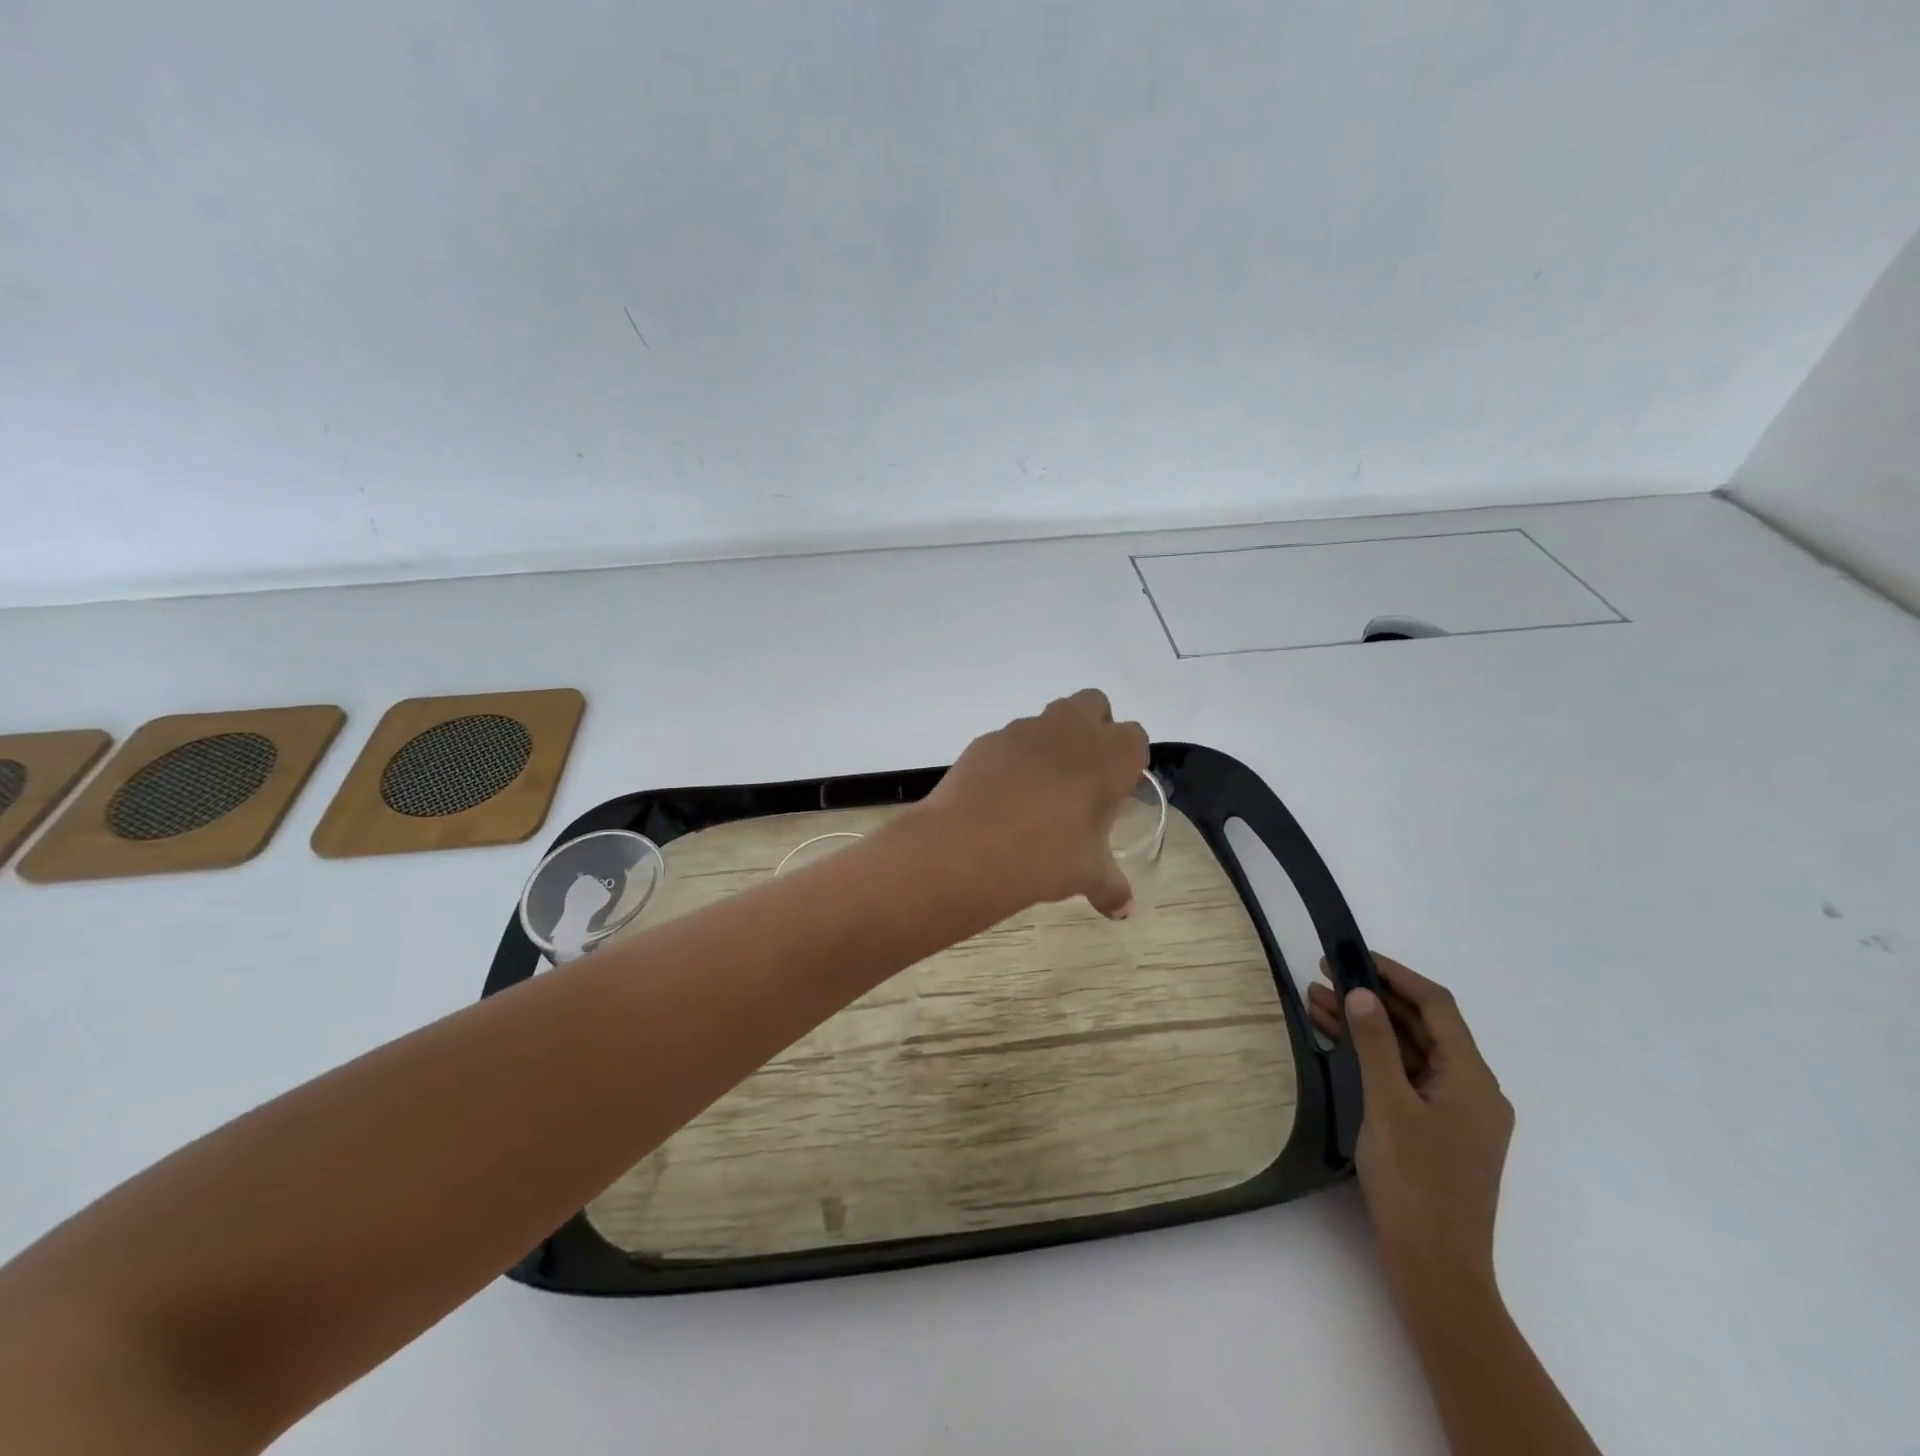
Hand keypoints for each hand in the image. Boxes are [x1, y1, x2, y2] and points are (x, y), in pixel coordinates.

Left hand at [916, 689, 1148, 919]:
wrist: (968, 846)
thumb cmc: (1046, 856)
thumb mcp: (1086, 875)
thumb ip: (1110, 886)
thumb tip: (1123, 911)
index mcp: (1111, 754)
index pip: (1134, 739)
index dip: (1126, 763)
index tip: (1114, 791)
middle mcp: (1072, 729)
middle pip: (1094, 706)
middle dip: (1093, 730)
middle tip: (1083, 777)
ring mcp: (1026, 728)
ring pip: (1050, 720)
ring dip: (1052, 743)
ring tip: (1039, 791)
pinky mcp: (988, 738)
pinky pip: (1010, 740)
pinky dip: (1013, 759)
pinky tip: (1002, 796)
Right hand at [1307, 954, 1513, 1296]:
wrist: (1435, 1270)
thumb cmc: (1415, 1182)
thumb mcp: (1388, 1104)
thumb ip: (1376, 1043)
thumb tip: (1362, 992)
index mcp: (1472, 1079)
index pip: (1437, 1006)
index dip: (1395, 974)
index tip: (1353, 955)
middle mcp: (1471, 1090)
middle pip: (1422, 1027)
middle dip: (1373, 997)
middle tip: (1324, 974)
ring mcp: (1455, 1113)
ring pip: (1408, 1052)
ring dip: (1366, 1025)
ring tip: (1315, 1001)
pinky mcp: (1437, 1132)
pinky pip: (1404, 1077)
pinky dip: (1371, 1056)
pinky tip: (1333, 1041)